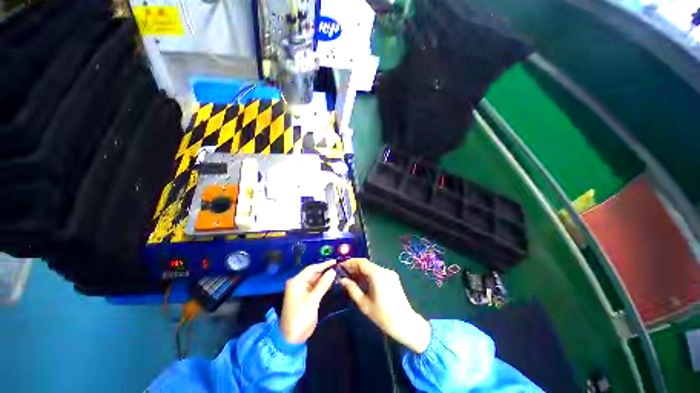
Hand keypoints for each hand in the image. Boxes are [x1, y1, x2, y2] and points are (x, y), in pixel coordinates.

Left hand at [280, 260, 336, 343]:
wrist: (291, 338)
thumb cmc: (300, 318)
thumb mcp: (312, 301)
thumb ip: (323, 285)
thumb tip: (333, 271)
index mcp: (297, 281)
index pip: (312, 268)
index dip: (324, 264)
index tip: (336, 261)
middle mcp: (299, 283)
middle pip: (314, 273)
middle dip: (325, 269)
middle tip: (339, 265)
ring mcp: (302, 289)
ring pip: (315, 279)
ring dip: (325, 276)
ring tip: (338, 271)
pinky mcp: (306, 296)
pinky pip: (316, 286)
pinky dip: (323, 283)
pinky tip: (332, 280)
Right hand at [339, 258, 430, 353]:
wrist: (406, 324)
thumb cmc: (383, 315)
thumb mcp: (364, 304)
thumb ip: (352, 289)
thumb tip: (342, 280)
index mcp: (377, 274)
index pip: (361, 262)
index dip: (350, 262)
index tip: (341, 267)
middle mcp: (384, 270)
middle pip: (367, 264)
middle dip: (355, 267)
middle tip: (344, 274)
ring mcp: (390, 273)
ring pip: (372, 268)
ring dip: (361, 271)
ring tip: (351, 279)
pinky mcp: (393, 278)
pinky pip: (378, 272)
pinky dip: (369, 275)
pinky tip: (363, 283)